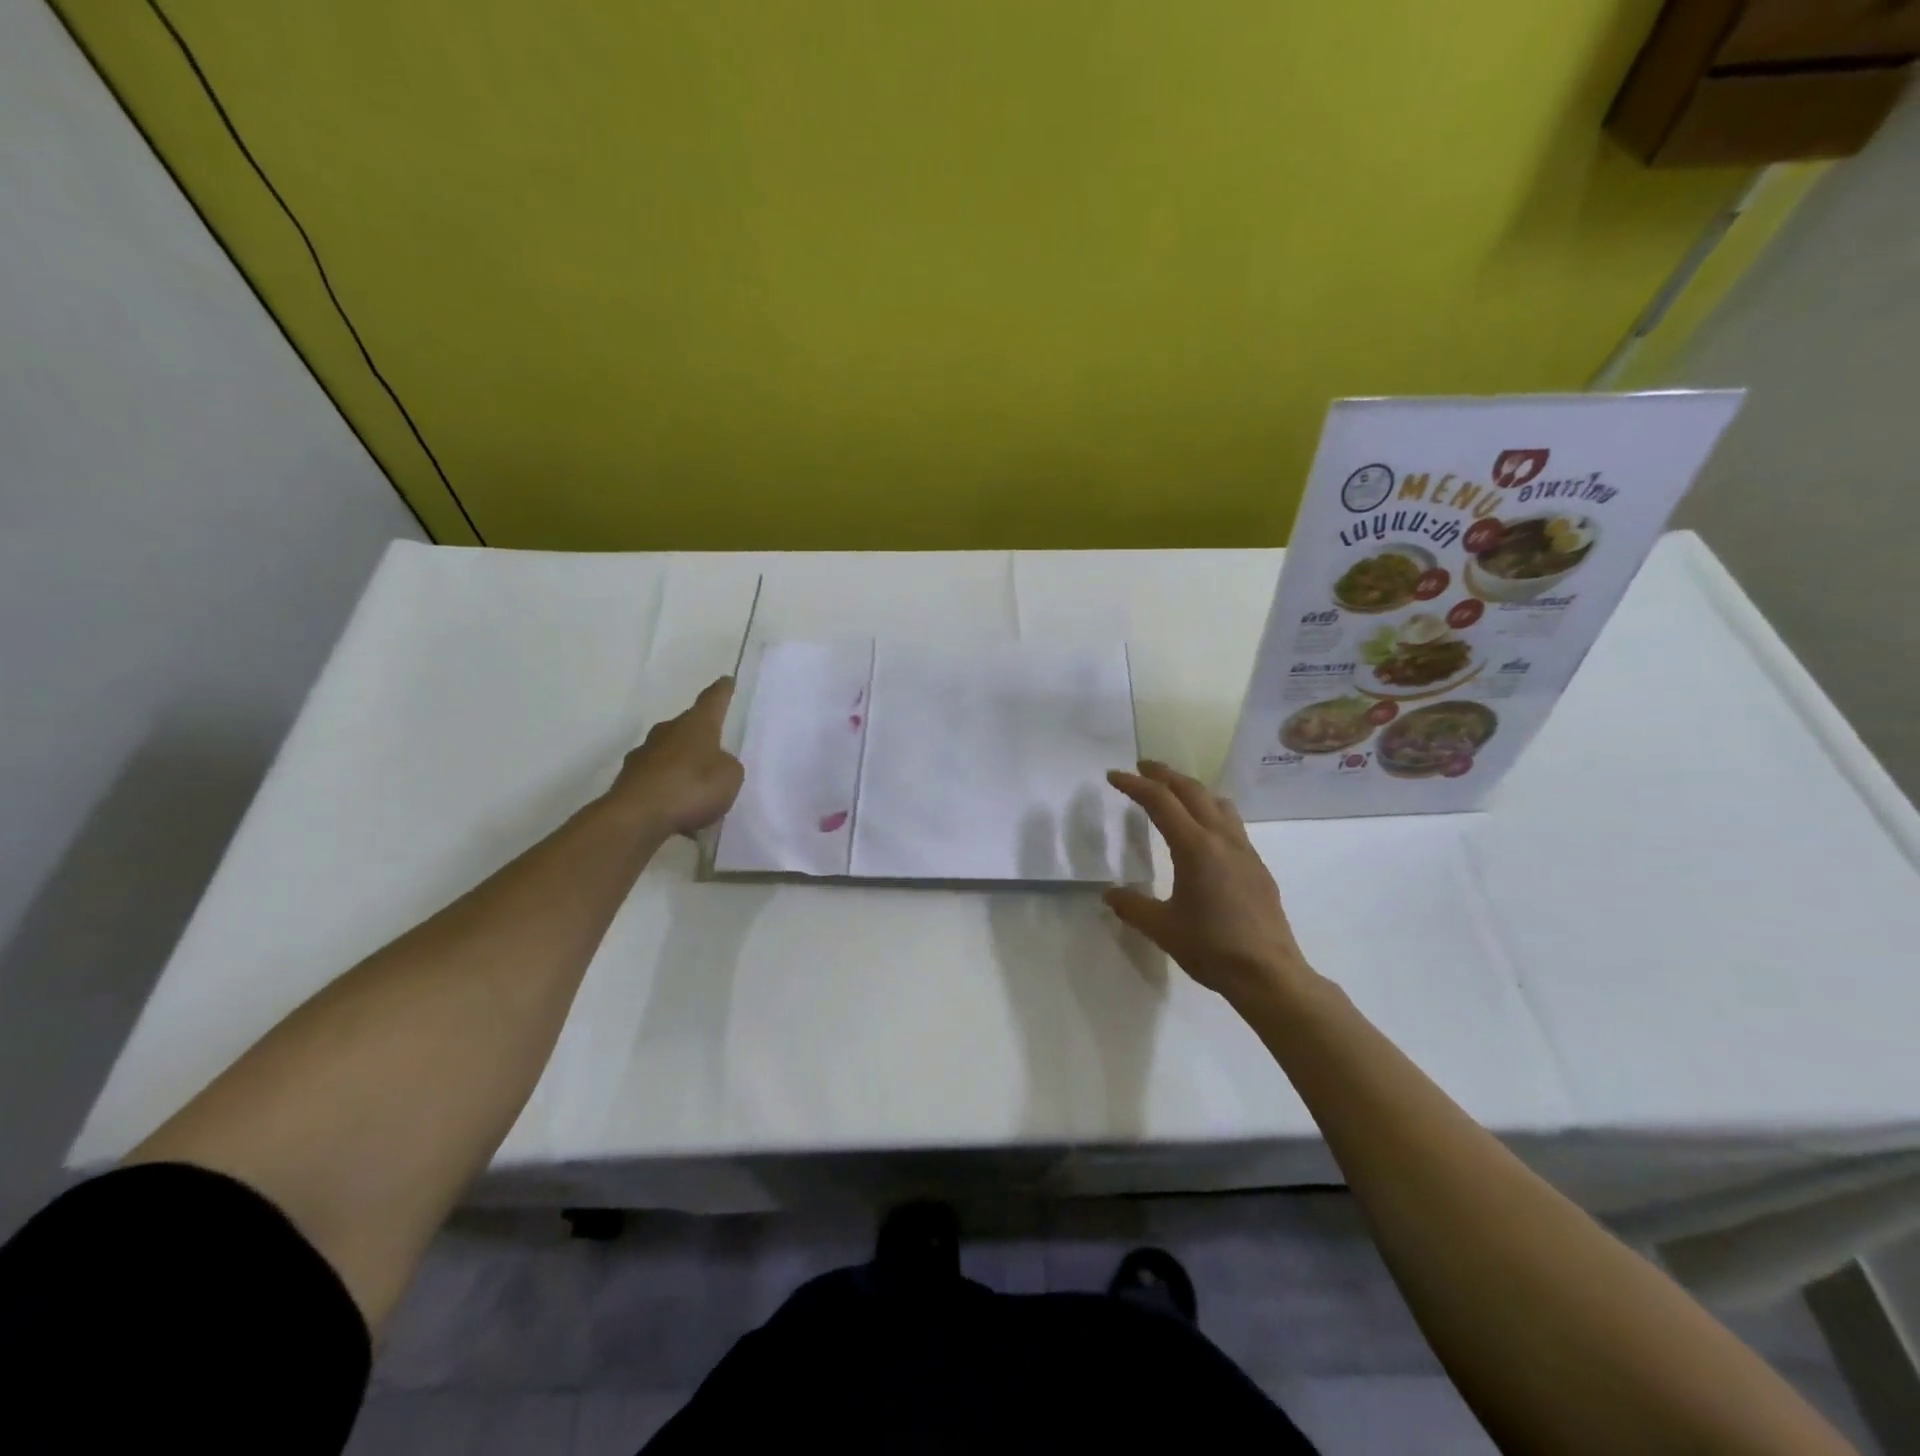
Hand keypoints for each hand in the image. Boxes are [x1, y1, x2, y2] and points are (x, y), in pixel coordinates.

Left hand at [607, 678, 744, 835]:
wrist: (637, 817)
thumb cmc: (692, 787)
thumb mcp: (730, 777)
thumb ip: (727, 766)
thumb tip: (715, 763)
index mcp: (696, 724)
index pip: (712, 700)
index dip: (722, 691)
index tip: (726, 680)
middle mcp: (667, 732)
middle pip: (687, 727)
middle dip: (699, 736)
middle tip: (714, 748)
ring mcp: (643, 756)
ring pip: (670, 755)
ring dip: (683, 767)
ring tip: (699, 791)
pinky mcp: (629, 781)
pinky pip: (658, 782)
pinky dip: (670, 792)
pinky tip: (681, 814)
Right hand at [1104, 761, 1310, 1004]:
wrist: (1268, 974)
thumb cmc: (1211, 948)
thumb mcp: (1161, 928)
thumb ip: (1132, 906)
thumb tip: (1110, 894)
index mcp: (1194, 848)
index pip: (1160, 802)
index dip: (1135, 785)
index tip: (1113, 776)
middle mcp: (1221, 839)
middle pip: (1191, 791)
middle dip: (1164, 774)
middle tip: (1141, 768)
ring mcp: (1244, 851)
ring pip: (1218, 802)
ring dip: (1192, 789)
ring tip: (1174, 793)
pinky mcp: (1257, 866)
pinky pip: (1231, 823)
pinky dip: (1210, 811)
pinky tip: (1203, 832)